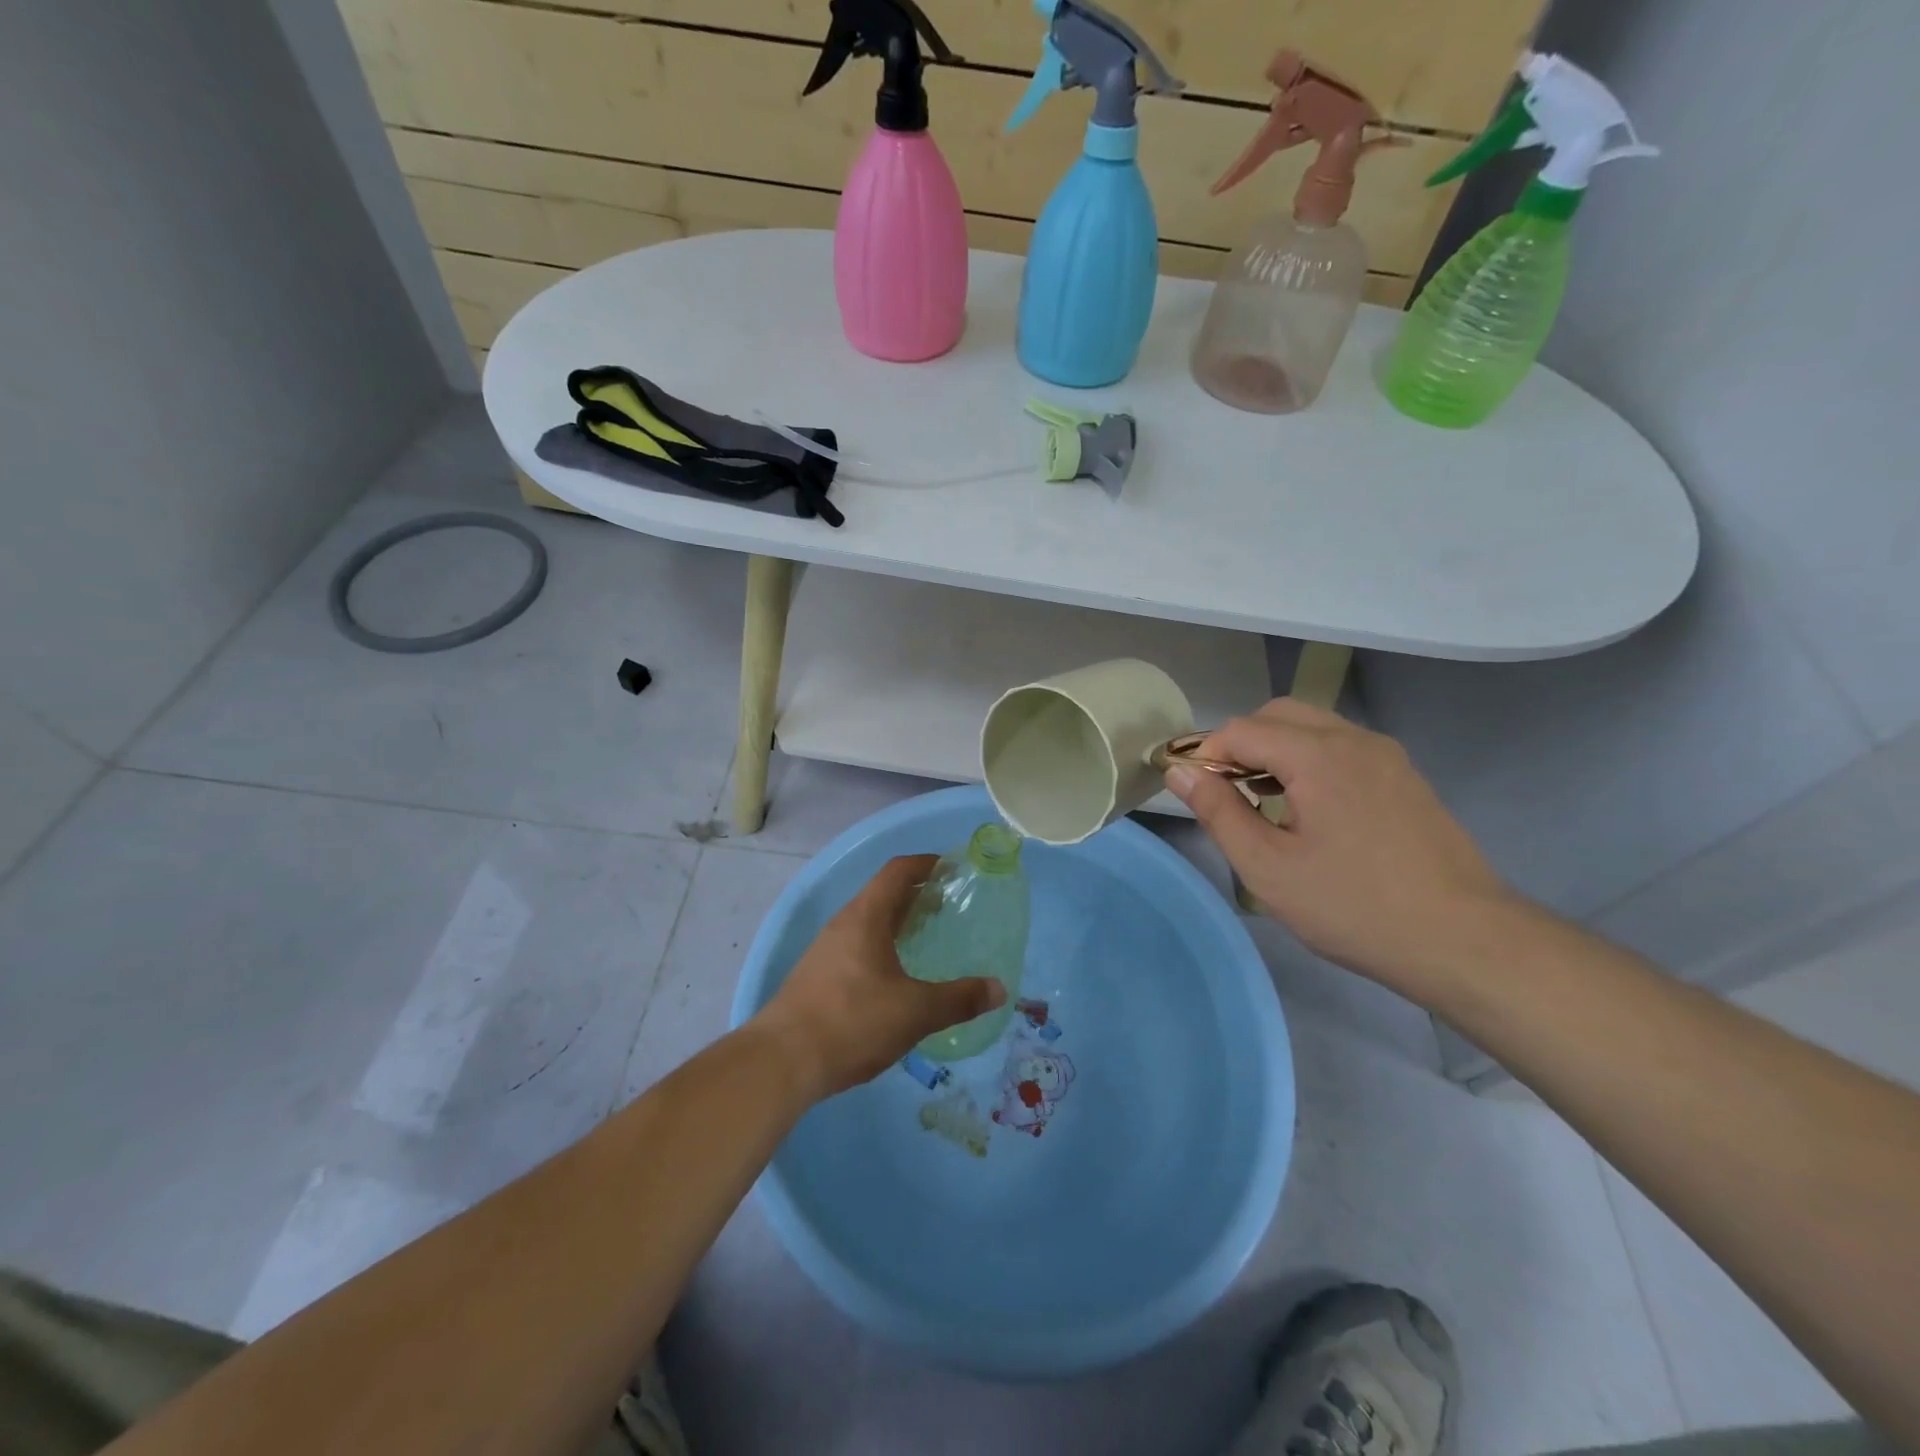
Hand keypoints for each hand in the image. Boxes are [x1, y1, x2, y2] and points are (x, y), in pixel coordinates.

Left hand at [755, 855, 1006, 1099]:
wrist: (781, 1061)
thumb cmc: (853, 1021)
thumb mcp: (915, 1012)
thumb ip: (959, 999)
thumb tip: (999, 989)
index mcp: (866, 916)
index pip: (897, 871)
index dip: (926, 863)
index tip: (952, 869)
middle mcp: (843, 924)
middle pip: (883, 895)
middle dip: (916, 896)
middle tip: (949, 908)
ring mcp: (825, 951)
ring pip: (868, 923)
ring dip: (897, 924)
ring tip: (926, 942)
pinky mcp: (816, 977)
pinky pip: (855, 947)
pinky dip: (881, 948)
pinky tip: (895, 980)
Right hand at [1165, 699, 1512, 994]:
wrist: (1464, 940)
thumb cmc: (1353, 906)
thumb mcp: (1267, 867)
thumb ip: (1217, 811)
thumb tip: (1179, 771)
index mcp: (1317, 755)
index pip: (1241, 729)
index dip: (1207, 755)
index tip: (1194, 793)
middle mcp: (1353, 739)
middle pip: (1278, 715)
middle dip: (1241, 744)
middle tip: (1226, 794)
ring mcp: (1386, 755)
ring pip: (1313, 727)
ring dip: (1275, 751)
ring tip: (1262, 803)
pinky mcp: (1405, 777)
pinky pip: (1342, 748)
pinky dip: (1310, 761)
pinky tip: (1308, 810)